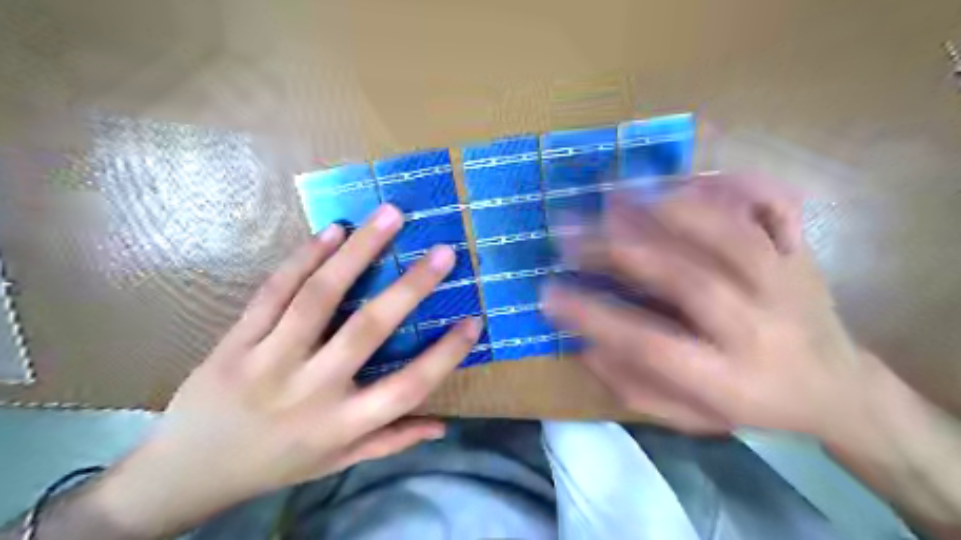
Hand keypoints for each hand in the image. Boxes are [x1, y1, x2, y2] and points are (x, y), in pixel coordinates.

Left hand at [86, 205, 479, 536]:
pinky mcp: (235, 341)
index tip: (474, 321)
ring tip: (389, 216)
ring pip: (319, 297)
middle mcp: (310, 390)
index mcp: (342, 424)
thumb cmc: (277, 464)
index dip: (444, 355)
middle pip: (366, 330)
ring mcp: (267, 360)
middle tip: (444, 251)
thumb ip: (391, 441)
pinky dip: (305, 257)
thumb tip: (443, 426)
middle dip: (410, 287)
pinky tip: (334, 231)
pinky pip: (274, 291)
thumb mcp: (338, 462)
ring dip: (359, 251)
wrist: (186, 472)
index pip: (406, 388)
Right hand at [540, 177, 875, 438]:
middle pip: (687, 281)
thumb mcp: (688, 417)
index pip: (649, 344)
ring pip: (731, 235)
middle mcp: (760, 327)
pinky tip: (688, 178)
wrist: (837, 389)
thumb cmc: (751, 405)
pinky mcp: (802, 252)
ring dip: (667, 208)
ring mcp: (788, 282)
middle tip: (569, 231)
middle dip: (619, 251)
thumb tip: (586, 345)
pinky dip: (733, 183)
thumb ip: (635, 387)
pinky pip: (776, 206)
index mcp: (728, 378)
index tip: (548, 293)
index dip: (593, 317)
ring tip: (615, 193)